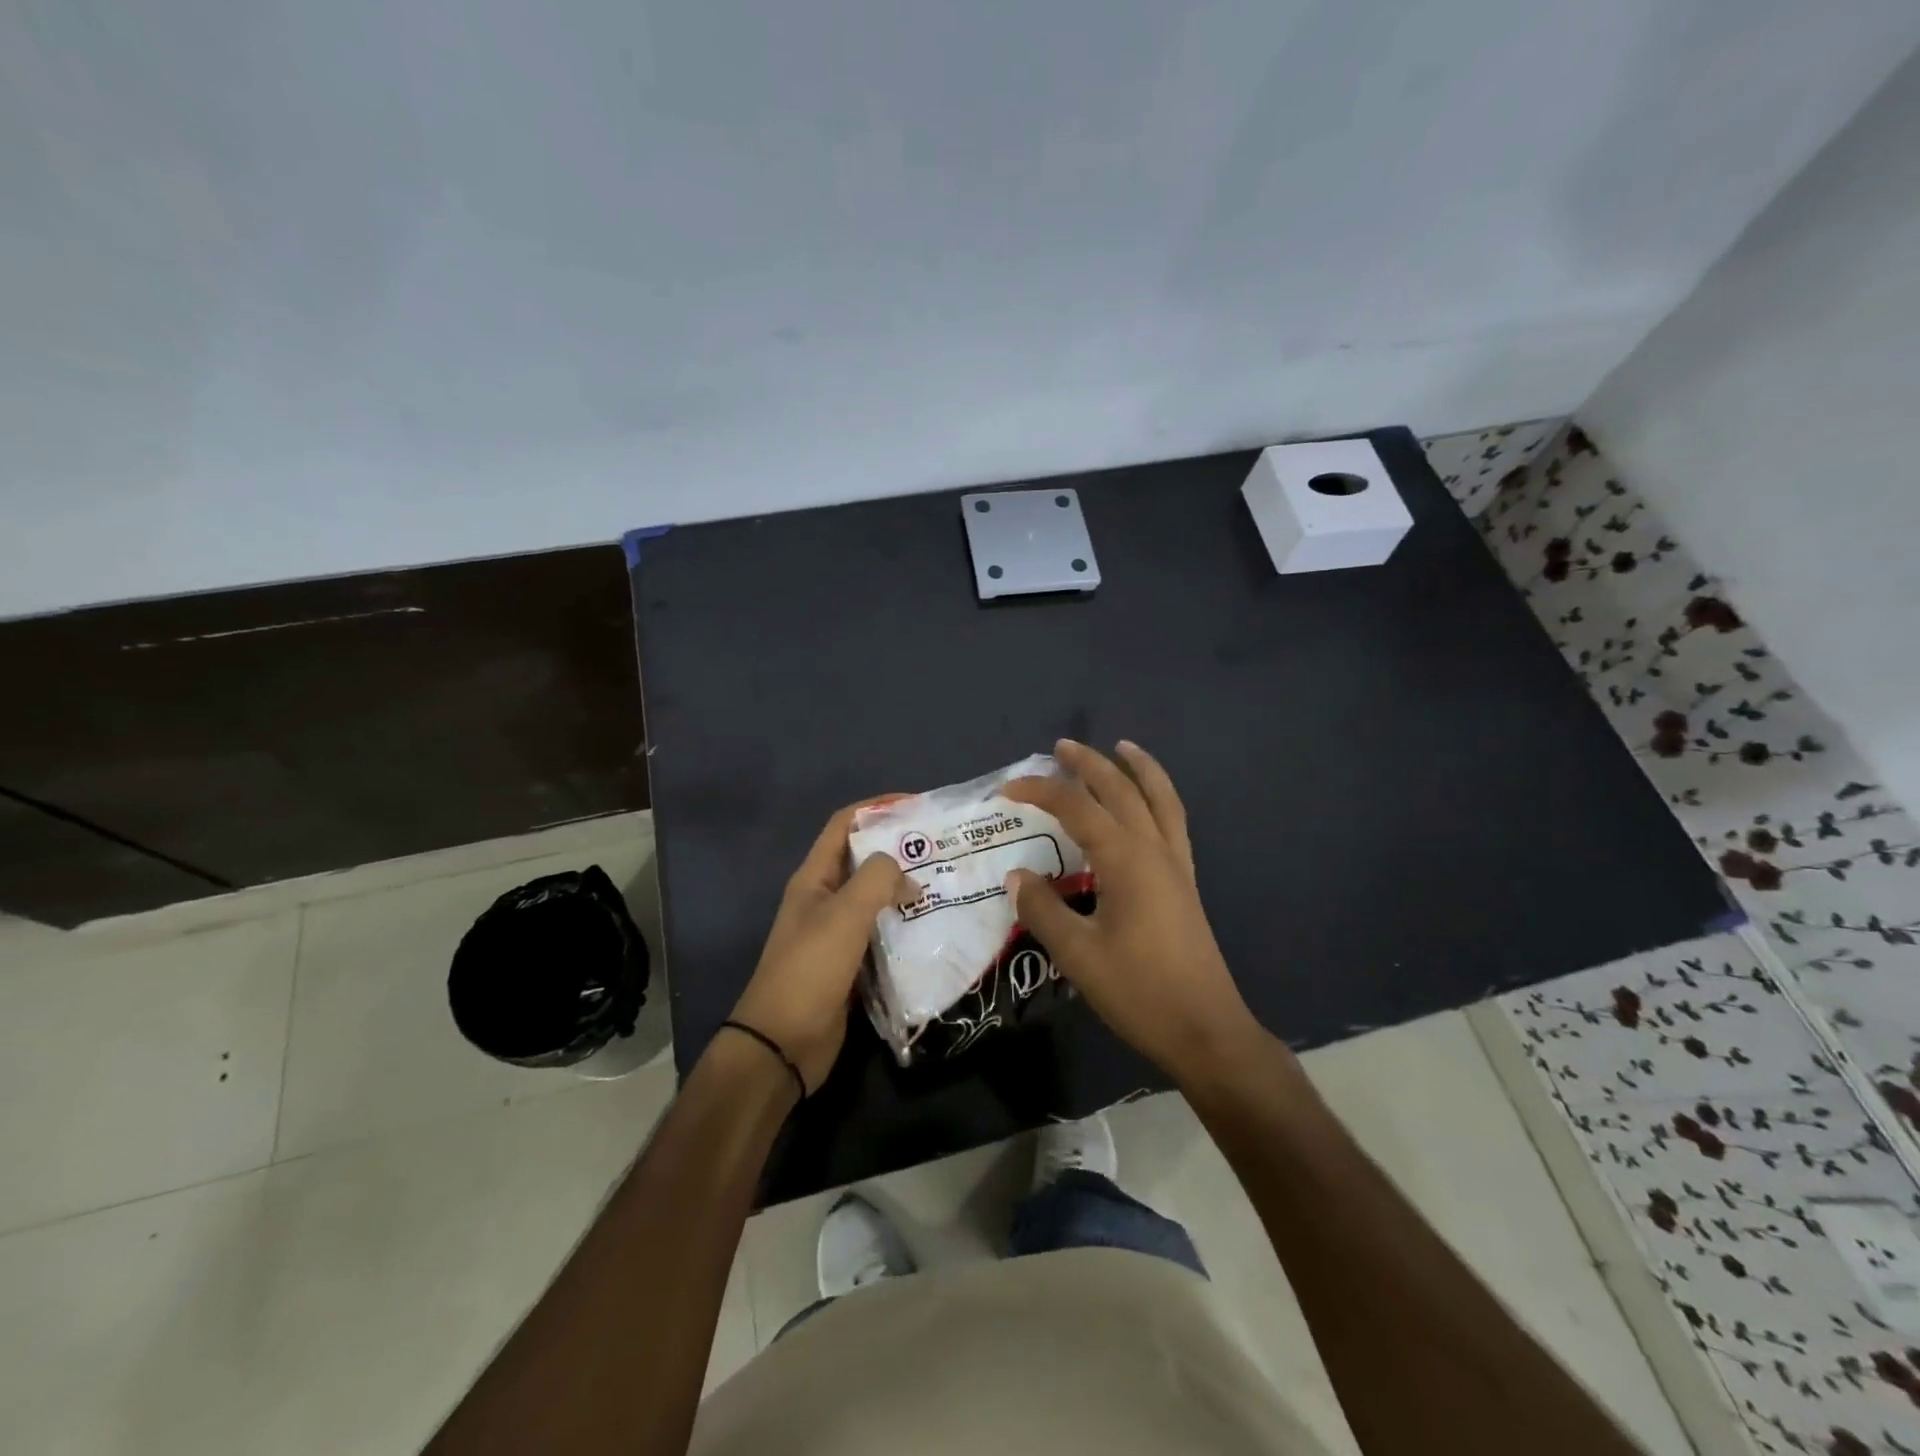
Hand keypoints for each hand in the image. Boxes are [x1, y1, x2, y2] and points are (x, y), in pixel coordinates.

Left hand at [728, 800, 913, 1093]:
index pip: (843, 825)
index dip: (876, 809)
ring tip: (945, 884)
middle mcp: (824, 899)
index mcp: (814, 879)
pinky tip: (932, 927)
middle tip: (942, 848)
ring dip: (904, 889)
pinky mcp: (850, 964)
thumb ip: (877, 881)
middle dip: (898, 850)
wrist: (783, 1044)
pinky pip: (881, 933)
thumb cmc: (810, 970)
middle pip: (863, 861)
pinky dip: (904, 925)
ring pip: (875, 899)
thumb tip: (906, 875)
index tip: (916, 806)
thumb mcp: (844, 915)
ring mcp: (836, 933)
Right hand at [1004, 740, 1262, 1087]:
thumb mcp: (1078, 954)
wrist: (1206, 1030)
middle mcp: (1154, 850)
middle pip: (1122, 790)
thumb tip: (1018, 876)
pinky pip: (1173, 822)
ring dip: (1139, 769)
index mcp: (1126, 859)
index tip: (1007, 790)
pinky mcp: (1185, 883)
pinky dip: (1159, 798)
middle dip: (1090, 764)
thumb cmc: (1139, 991)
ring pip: (1160, 799)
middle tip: (1062, 747)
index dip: (1040, 792)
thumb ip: (1043, 910)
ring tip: (1123, 748)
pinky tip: (1147, 805)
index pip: (1077, 808)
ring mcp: (1176, 865)